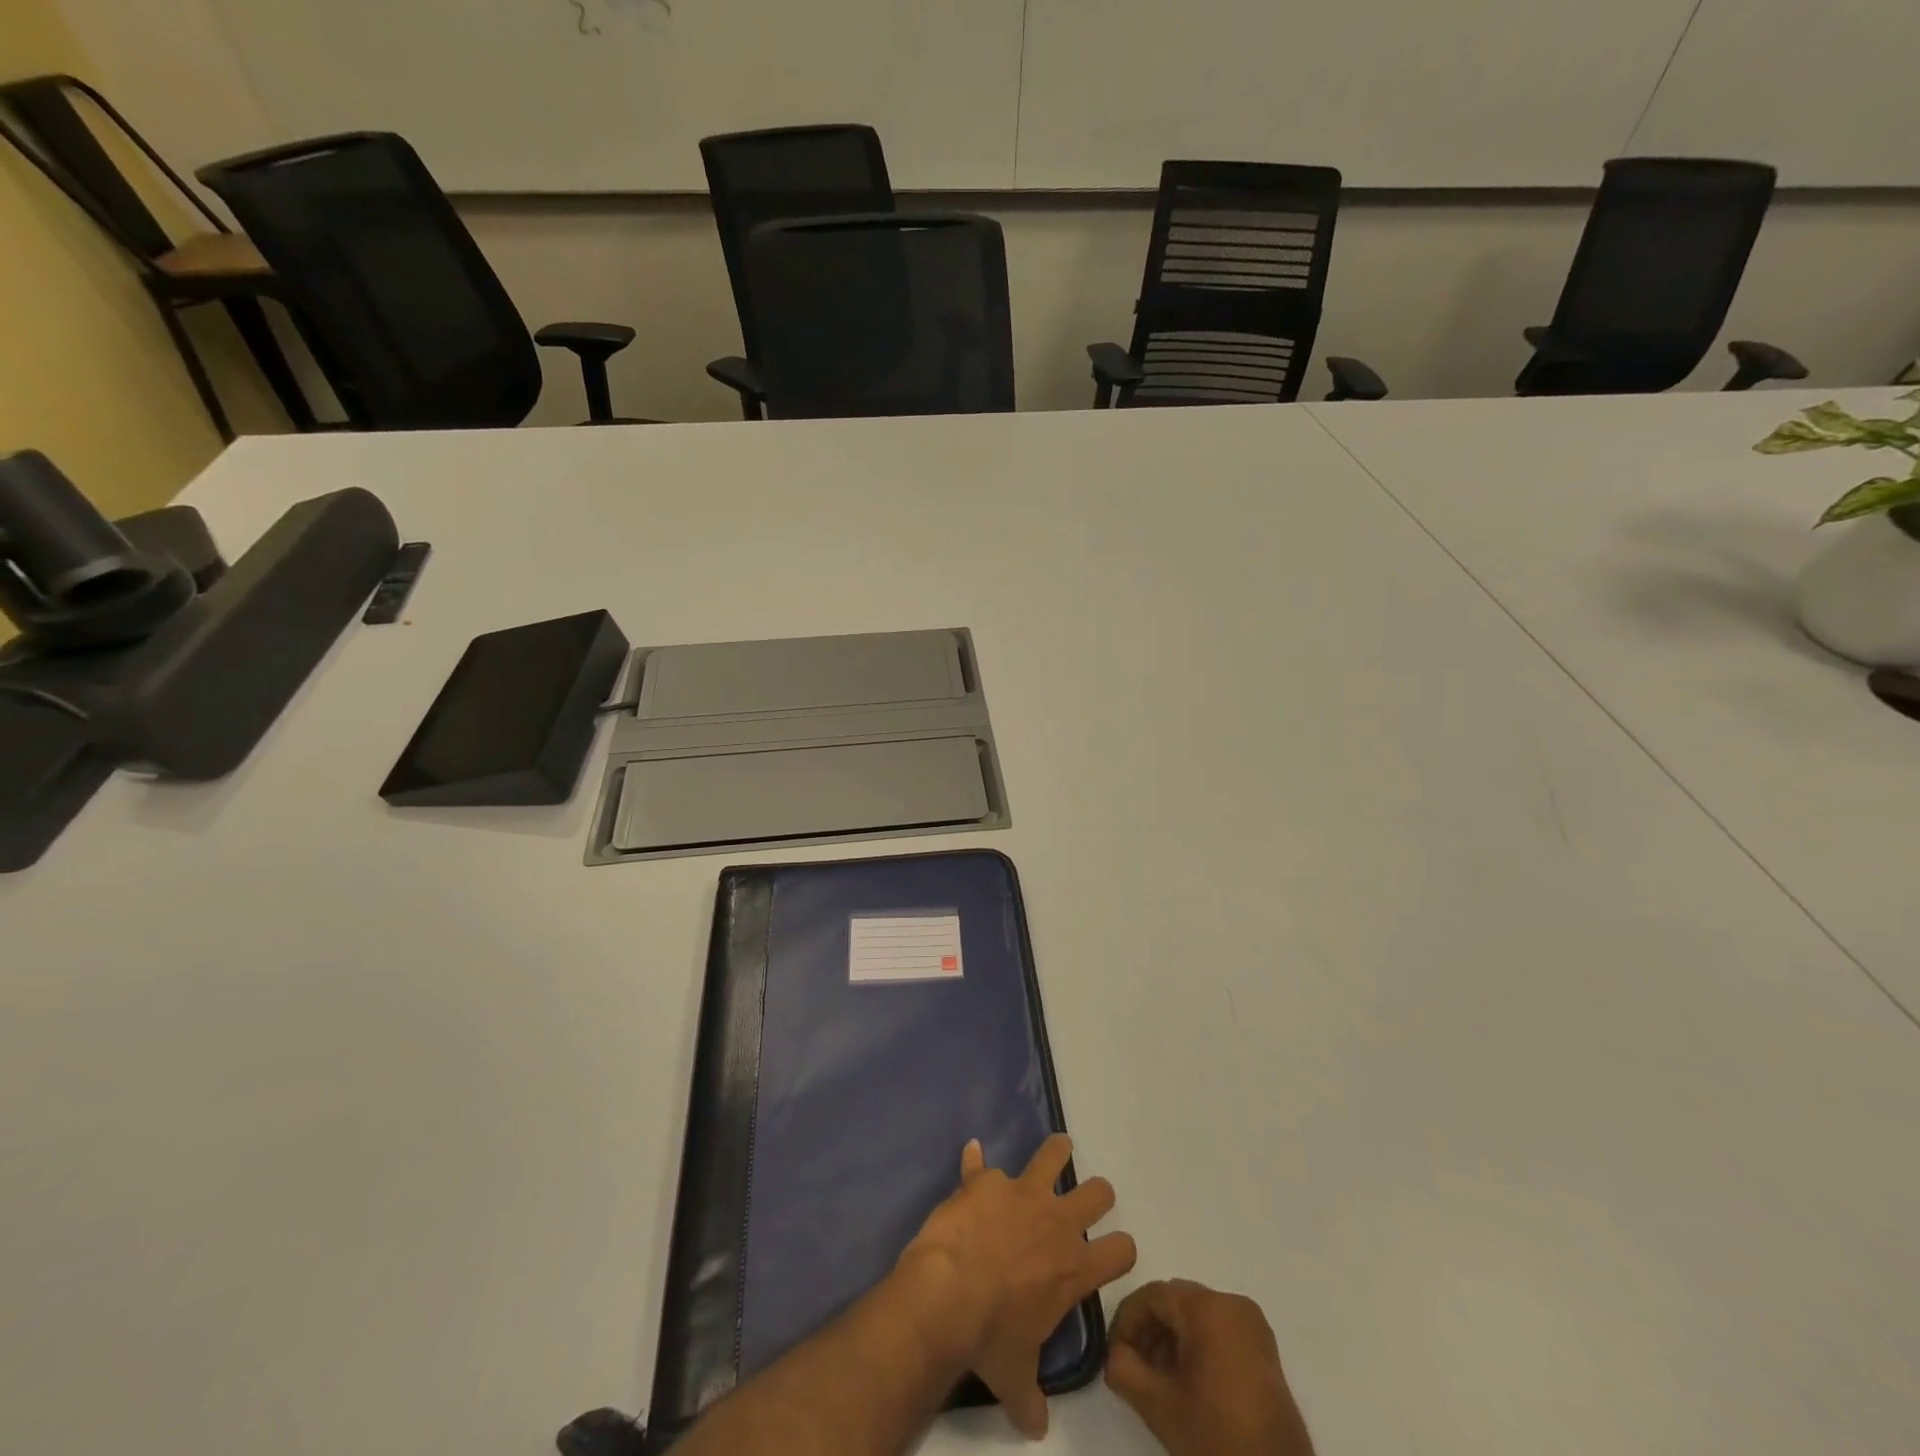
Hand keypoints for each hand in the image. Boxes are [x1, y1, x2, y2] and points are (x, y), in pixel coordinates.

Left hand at [897, 1134, 1136, 1438]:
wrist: (948, 1294)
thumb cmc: (990, 1338)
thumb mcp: (1015, 1378)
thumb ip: (1030, 1399)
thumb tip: (1036, 1428)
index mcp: (1074, 1268)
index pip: (1121, 1251)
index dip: (1121, 1250)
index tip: (1115, 1251)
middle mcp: (1057, 1222)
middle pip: (1098, 1192)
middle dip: (1097, 1195)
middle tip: (1087, 1201)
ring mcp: (1022, 1193)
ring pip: (1053, 1155)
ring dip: (1056, 1151)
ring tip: (1058, 1148)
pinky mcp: (985, 1181)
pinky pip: (979, 1164)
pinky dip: (974, 1164)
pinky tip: (970, 1156)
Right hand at [1105, 1280, 1314, 1455]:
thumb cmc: (1218, 1440)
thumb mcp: (1159, 1407)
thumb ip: (1124, 1370)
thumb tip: (1114, 1355)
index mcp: (1208, 1308)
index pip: (1153, 1296)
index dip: (1127, 1322)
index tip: (1114, 1355)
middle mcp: (1233, 1304)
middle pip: (1176, 1303)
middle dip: (1149, 1331)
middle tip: (1133, 1368)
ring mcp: (1253, 1326)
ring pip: (1196, 1316)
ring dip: (1171, 1341)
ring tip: (1158, 1382)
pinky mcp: (1264, 1350)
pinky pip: (1218, 1331)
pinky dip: (1196, 1348)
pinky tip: (1186, 1385)